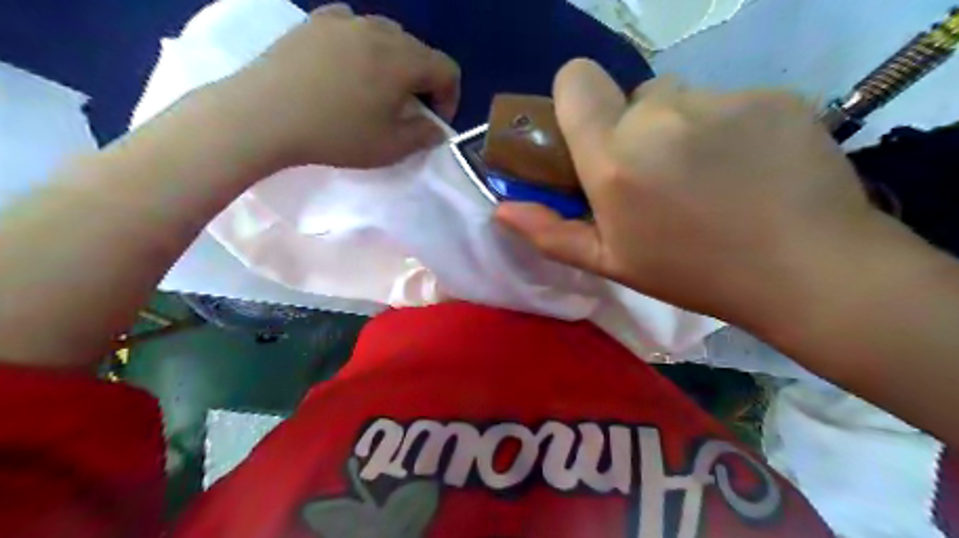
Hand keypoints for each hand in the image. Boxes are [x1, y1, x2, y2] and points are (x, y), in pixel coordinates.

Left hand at [205, 2, 460, 170]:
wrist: (264, 115)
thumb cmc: (336, 134)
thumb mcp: (390, 147)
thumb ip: (423, 136)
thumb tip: (436, 128)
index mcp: (404, 60)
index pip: (447, 69)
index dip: (450, 97)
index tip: (434, 121)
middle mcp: (380, 30)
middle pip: (419, 51)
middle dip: (423, 81)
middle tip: (407, 109)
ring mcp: (345, 20)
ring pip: (387, 36)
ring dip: (394, 63)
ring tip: (376, 89)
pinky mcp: (315, 21)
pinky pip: (353, 27)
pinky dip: (362, 46)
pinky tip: (347, 66)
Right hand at [498, 59, 896, 326]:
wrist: (807, 269)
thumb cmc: (692, 272)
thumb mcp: (612, 261)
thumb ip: (550, 232)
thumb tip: (501, 210)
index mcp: (614, 157)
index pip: (575, 79)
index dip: (576, 98)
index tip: (591, 133)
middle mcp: (661, 116)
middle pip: (632, 97)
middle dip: (635, 130)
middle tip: (660, 177)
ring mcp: (722, 100)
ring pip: (682, 98)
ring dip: (681, 128)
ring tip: (709, 176)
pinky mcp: (772, 95)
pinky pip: (730, 101)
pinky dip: (729, 127)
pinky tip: (750, 168)